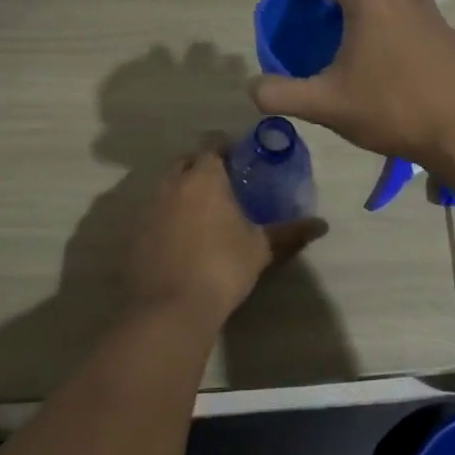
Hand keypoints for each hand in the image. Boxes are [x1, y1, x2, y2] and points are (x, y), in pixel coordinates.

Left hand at [123, 137, 327, 326]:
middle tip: (223, 182)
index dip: (226, 147)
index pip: (212, 145)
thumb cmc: (221, 268)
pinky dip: (166, 216)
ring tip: (202, 211)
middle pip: (185, 162)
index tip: (240, 158)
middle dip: (201, 165)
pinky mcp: (133, 234)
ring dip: (182, 191)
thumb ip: (289, 233)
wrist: (169, 309)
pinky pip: (152, 213)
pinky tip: (180, 237)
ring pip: (166, 186)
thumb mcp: (260, 249)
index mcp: (203, 178)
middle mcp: (172, 184)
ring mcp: (147, 208)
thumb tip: (322, 225)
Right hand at [252, 0, 454, 167]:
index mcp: (368, 3)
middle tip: (336, 3)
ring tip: (366, 21)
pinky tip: (397, 47)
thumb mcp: (326, 106)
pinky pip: (420, 8)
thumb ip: (281, 95)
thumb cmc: (390, 110)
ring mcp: (431, 12)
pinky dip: (402, 13)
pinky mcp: (449, 32)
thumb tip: (253, 88)